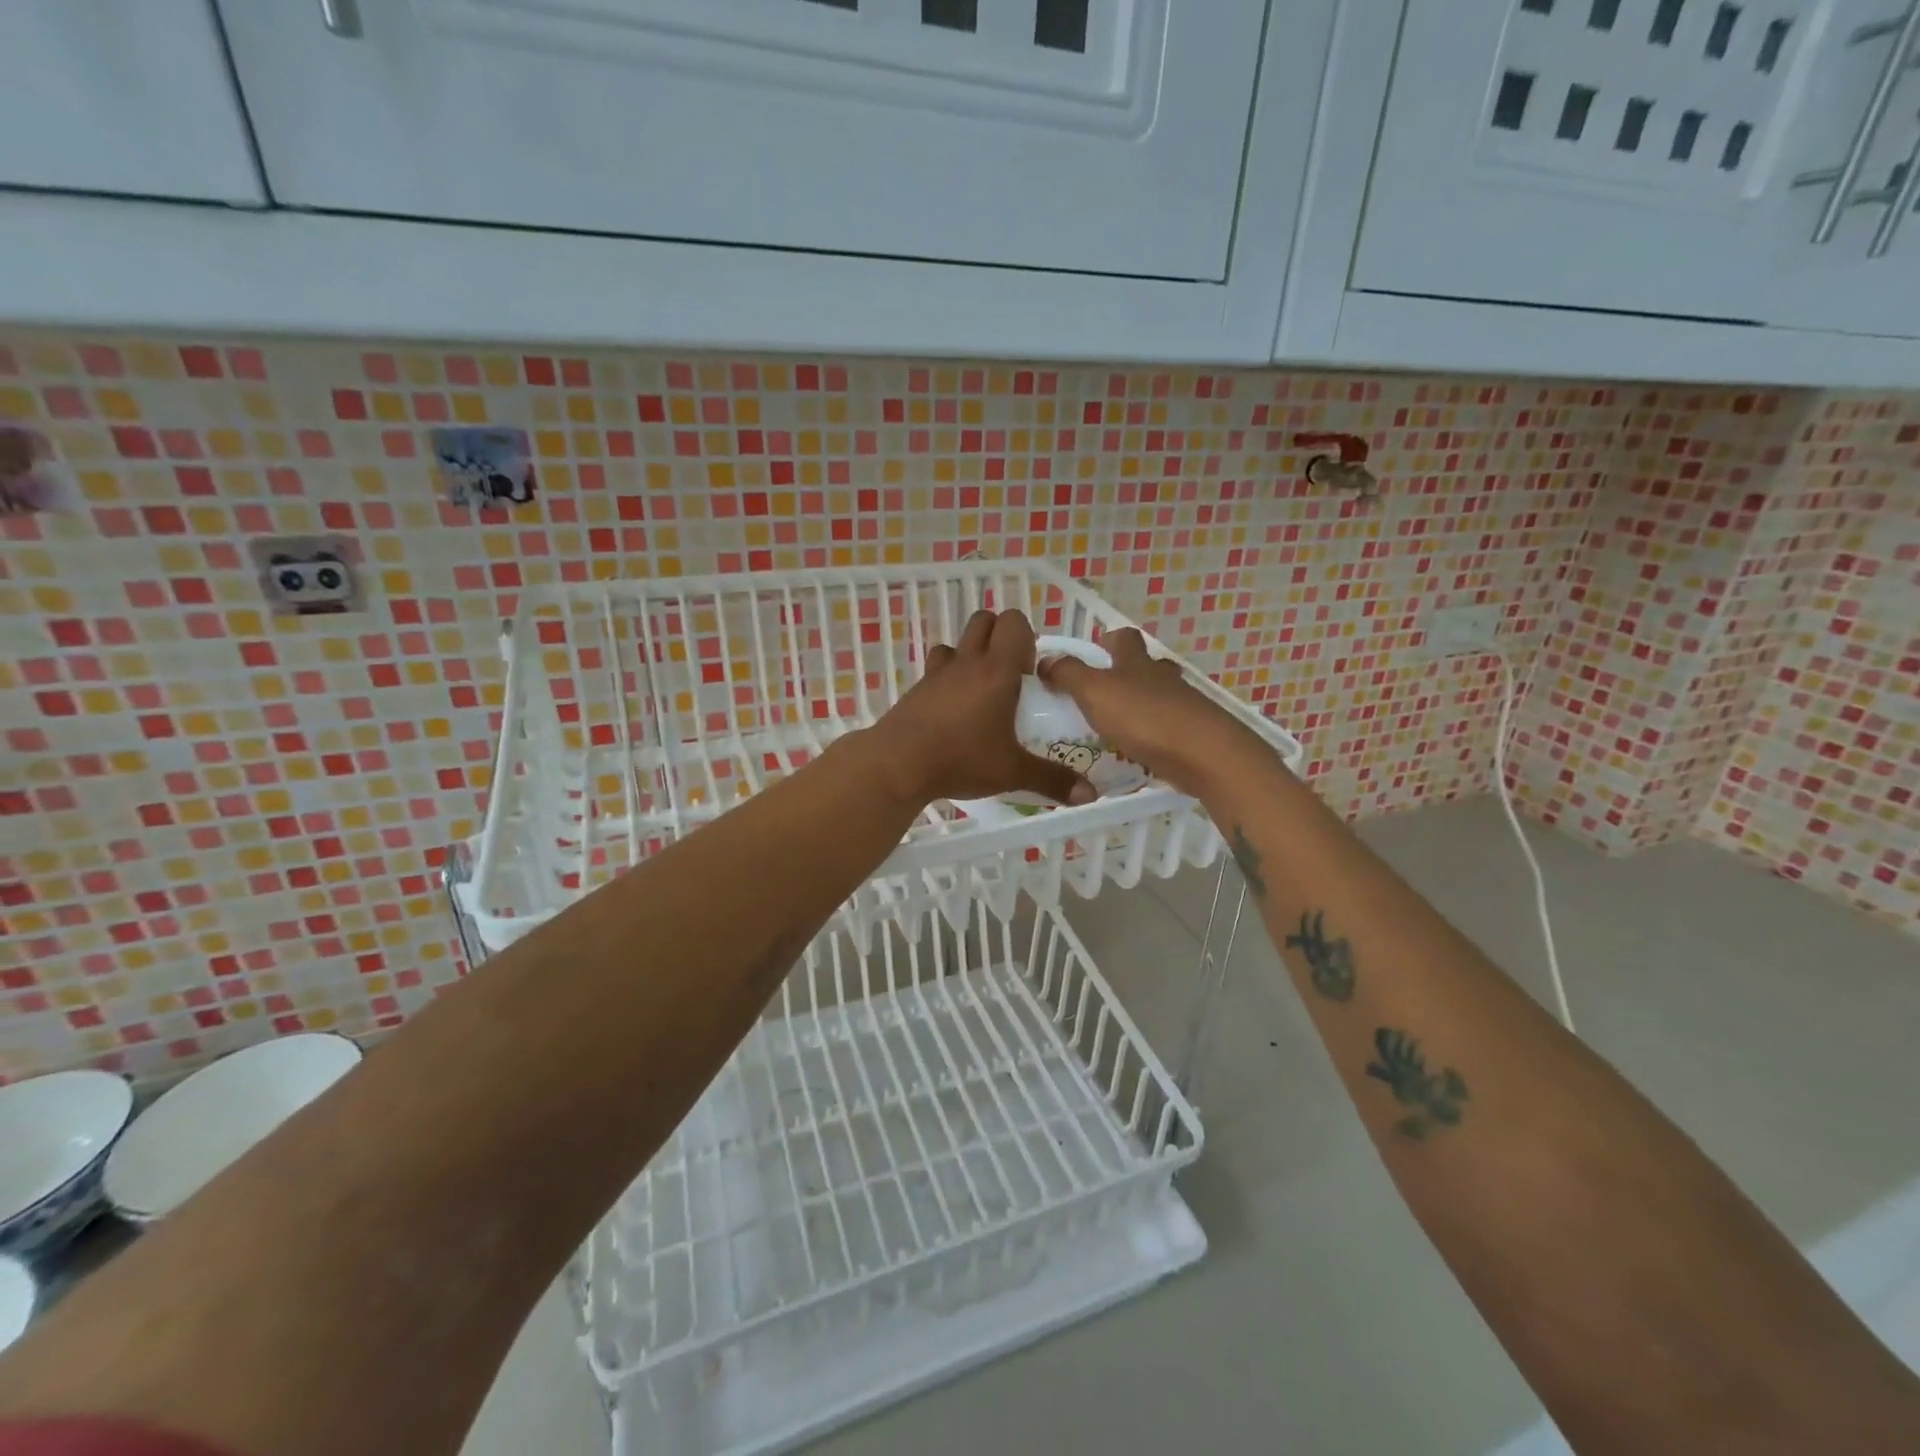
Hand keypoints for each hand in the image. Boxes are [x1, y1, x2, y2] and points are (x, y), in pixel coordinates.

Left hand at [866, 609, 1097, 809]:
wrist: (897, 764)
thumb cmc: (961, 759)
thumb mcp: (1012, 772)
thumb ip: (1052, 780)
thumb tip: (1089, 795)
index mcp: (997, 671)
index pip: (1014, 623)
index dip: (1026, 639)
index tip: (1029, 674)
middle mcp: (967, 662)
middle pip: (984, 620)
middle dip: (1000, 637)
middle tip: (1009, 676)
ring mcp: (937, 672)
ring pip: (957, 642)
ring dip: (971, 654)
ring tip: (980, 691)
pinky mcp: (916, 688)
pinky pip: (936, 667)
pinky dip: (947, 676)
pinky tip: (952, 710)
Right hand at [1037, 628, 1264, 798]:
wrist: (1203, 754)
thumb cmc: (1144, 717)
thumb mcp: (1095, 692)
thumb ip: (1069, 674)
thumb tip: (1046, 659)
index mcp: (1137, 662)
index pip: (1125, 638)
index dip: (1109, 639)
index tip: (1094, 650)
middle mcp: (1161, 678)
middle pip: (1146, 666)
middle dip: (1127, 673)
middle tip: (1102, 691)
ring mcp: (1182, 705)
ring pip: (1159, 697)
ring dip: (1140, 705)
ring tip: (1115, 724)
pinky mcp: (1192, 734)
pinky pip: (1168, 727)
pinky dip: (1153, 733)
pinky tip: (1138, 749)